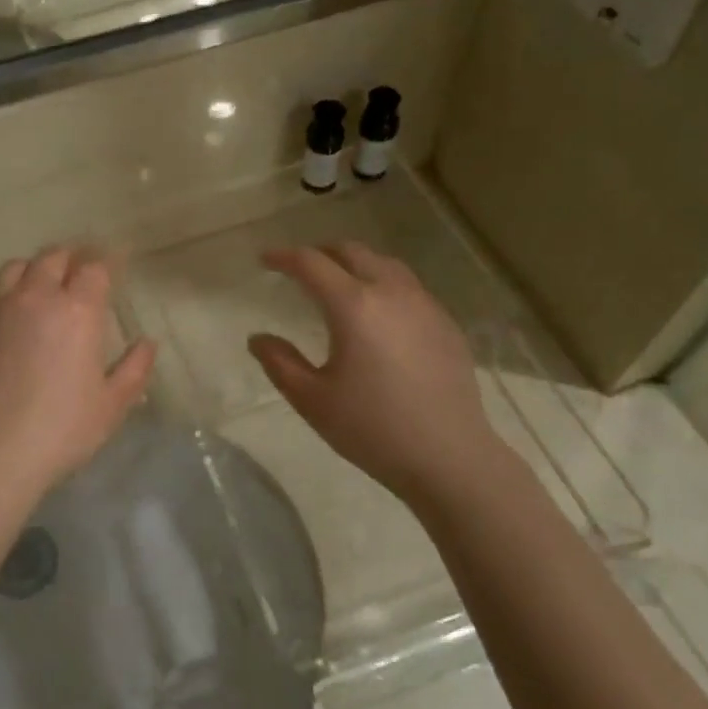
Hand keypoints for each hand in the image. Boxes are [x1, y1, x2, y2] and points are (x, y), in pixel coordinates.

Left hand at [0, 247, 155, 497]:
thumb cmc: (61, 430)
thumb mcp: (112, 406)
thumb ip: (135, 369)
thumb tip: (147, 342)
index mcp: (77, 310)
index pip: (95, 267)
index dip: (106, 262)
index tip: (114, 264)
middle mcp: (36, 297)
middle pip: (53, 257)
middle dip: (70, 258)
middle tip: (79, 269)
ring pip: (14, 268)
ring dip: (32, 270)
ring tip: (39, 284)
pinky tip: (3, 316)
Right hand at [248, 243, 498, 502]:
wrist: (449, 456)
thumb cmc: (372, 428)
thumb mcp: (312, 400)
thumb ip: (279, 363)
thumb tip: (259, 338)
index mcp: (353, 306)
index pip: (312, 263)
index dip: (284, 257)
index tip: (265, 260)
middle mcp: (391, 292)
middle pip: (352, 252)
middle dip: (321, 253)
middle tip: (300, 269)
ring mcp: (425, 305)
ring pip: (385, 264)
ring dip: (355, 264)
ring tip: (339, 283)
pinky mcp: (445, 324)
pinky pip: (409, 287)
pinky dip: (383, 284)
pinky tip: (379, 314)